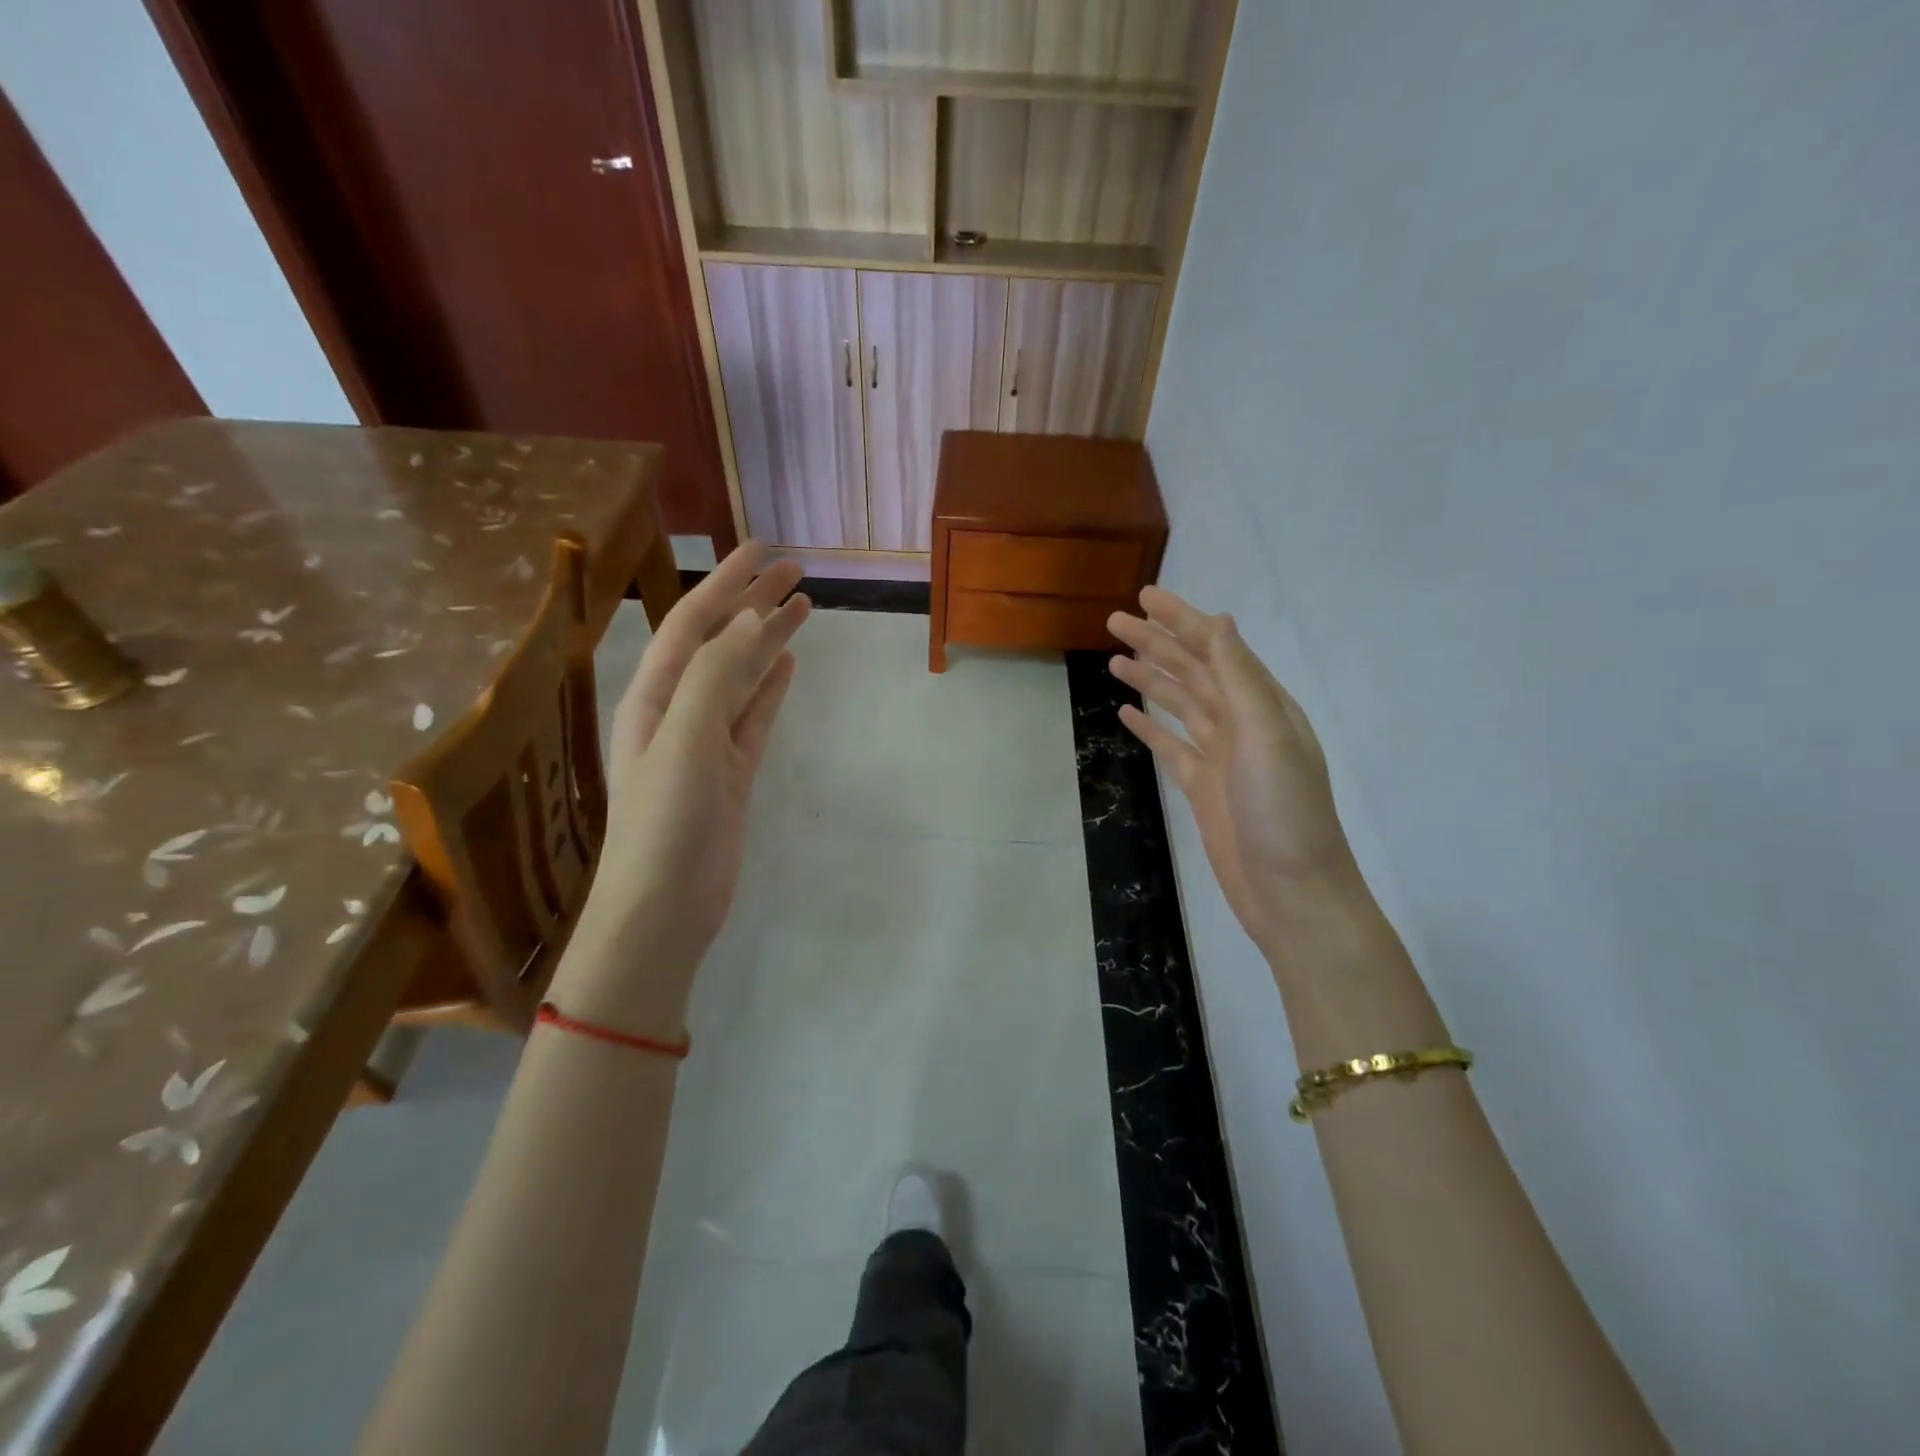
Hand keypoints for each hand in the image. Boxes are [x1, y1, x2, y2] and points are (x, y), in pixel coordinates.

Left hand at [552, 543, 809, 1032]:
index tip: (762, 550)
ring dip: (767, 640)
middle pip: (719, 643)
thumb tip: (752, 619)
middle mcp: (677, 711)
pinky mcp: (731, 772)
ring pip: (741, 677)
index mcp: (654, 698)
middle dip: (752, 603)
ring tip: (803, 607)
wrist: (663, 910)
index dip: (725, 584)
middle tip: (796, 570)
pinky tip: (787, 665)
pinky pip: (753, 717)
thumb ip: (716, 677)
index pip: (692, 624)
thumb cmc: (664, 824)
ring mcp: (706, 743)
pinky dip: (769, 688)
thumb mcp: (685, 742)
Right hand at [1108, 587, 1364, 955]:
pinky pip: (1170, 746)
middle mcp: (1242, 722)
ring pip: (1178, 704)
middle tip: (1114, 621)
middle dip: (1156, 642)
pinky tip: (1126, 713)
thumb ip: (1241, 679)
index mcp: (1262, 704)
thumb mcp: (1266, 738)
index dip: (1181, 619)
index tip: (1145, 596)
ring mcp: (1220, 756)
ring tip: (1113, 659)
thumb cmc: (1283, 813)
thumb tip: (1221, 622)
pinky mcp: (1202, 787)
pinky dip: (1149, 727)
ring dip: (1149, 679)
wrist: (1292, 892)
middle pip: (1192, 671)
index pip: (1216, 648)